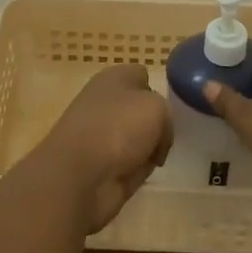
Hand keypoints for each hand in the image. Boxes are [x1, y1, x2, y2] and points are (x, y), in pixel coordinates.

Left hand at [28, 64, 172, 233]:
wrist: (79, 176)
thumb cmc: (117, 128)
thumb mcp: (156, 108)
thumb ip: (166, 114)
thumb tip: (157, 136)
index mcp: (114, 78)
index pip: (142, 76)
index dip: (159, 89)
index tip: (172, 108)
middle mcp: (106, 103)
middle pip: (142, 109)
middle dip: (157, 122)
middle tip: (172, 134)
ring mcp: (103, 136)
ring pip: (139, 137)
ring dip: (150, 147)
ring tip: (163, 155)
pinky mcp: (104, 166)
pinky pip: (133, 163)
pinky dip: (141, 169)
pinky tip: (149, 173)